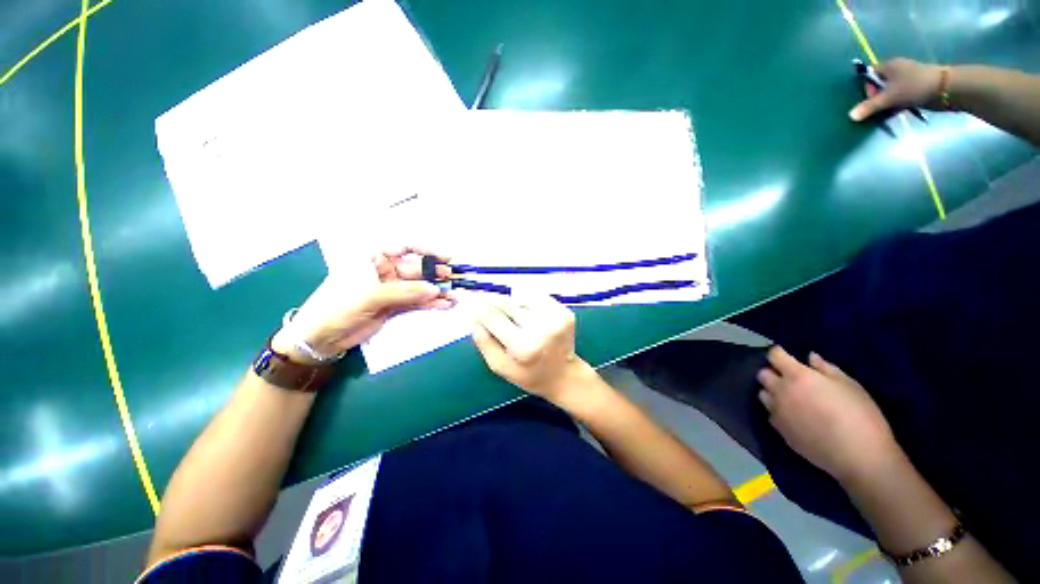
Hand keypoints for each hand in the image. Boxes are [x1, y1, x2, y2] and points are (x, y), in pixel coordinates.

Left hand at [272, 247, 453, 362]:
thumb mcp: (370, 296)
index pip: (403, 248)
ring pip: (418, 287)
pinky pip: (416, 302)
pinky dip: (430, 303)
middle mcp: (384, 271)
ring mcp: (390, 290)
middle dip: (434, 274)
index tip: (445, 258)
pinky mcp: (394, 306)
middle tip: (452, 279)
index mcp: (373, 259)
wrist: (320, 338)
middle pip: (415, 269)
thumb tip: (435, 290)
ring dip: (436, 291)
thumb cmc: (337, 307)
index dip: (426, 251)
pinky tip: (444, 305)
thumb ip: (405, 292)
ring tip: (454, 295)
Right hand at [472, 294, 590, 401]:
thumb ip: (484, 341)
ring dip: (513, 304)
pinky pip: (538, 298)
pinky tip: (531, 318)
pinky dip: (529, 303)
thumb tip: (474, 315)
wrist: (564, 376)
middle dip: (494, 302)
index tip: (466, 295)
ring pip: (522, 298)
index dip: (477, 304)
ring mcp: (557, 318)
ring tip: (518, 321)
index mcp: (523, 347)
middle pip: (507, 303)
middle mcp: (542, 328)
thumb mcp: (499, 366)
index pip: (493, 316)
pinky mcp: (566, 312)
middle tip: (486, 303)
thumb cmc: (528, 375)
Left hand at [757, 346, 899, 484]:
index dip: (778, 353)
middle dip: (773, 372)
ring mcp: (777, 412)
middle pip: (763, 375)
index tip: (785, 354)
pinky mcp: (779, 430)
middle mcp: (781, 391)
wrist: (859, 457)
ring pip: (763, 394)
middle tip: (789, 377)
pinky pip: (770, 414)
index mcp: (797, 377)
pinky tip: (793, 416)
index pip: (774, 356)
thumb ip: (826, 369)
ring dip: (772, 392)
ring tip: (789, 396)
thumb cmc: (861, 416)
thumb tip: (810, 357)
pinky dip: (777, 411)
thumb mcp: (850, 385)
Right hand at [849, 57, 944, 120]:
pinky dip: (896, 105)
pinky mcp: (915, 87)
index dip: (866, 87)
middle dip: (876, 98)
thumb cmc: (914, 87)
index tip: (869, 99)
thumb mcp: (889, 98)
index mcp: (888, 66)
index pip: (869, 74)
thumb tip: (850, 116)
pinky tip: (896, 112)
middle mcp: (896, 70)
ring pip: (889, 92)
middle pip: (879, 84)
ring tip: (887, 113)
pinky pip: (899, 96)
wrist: (946, 89)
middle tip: (878, 108)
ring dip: (886, 103)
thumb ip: (869, 107)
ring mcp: (907, 79)